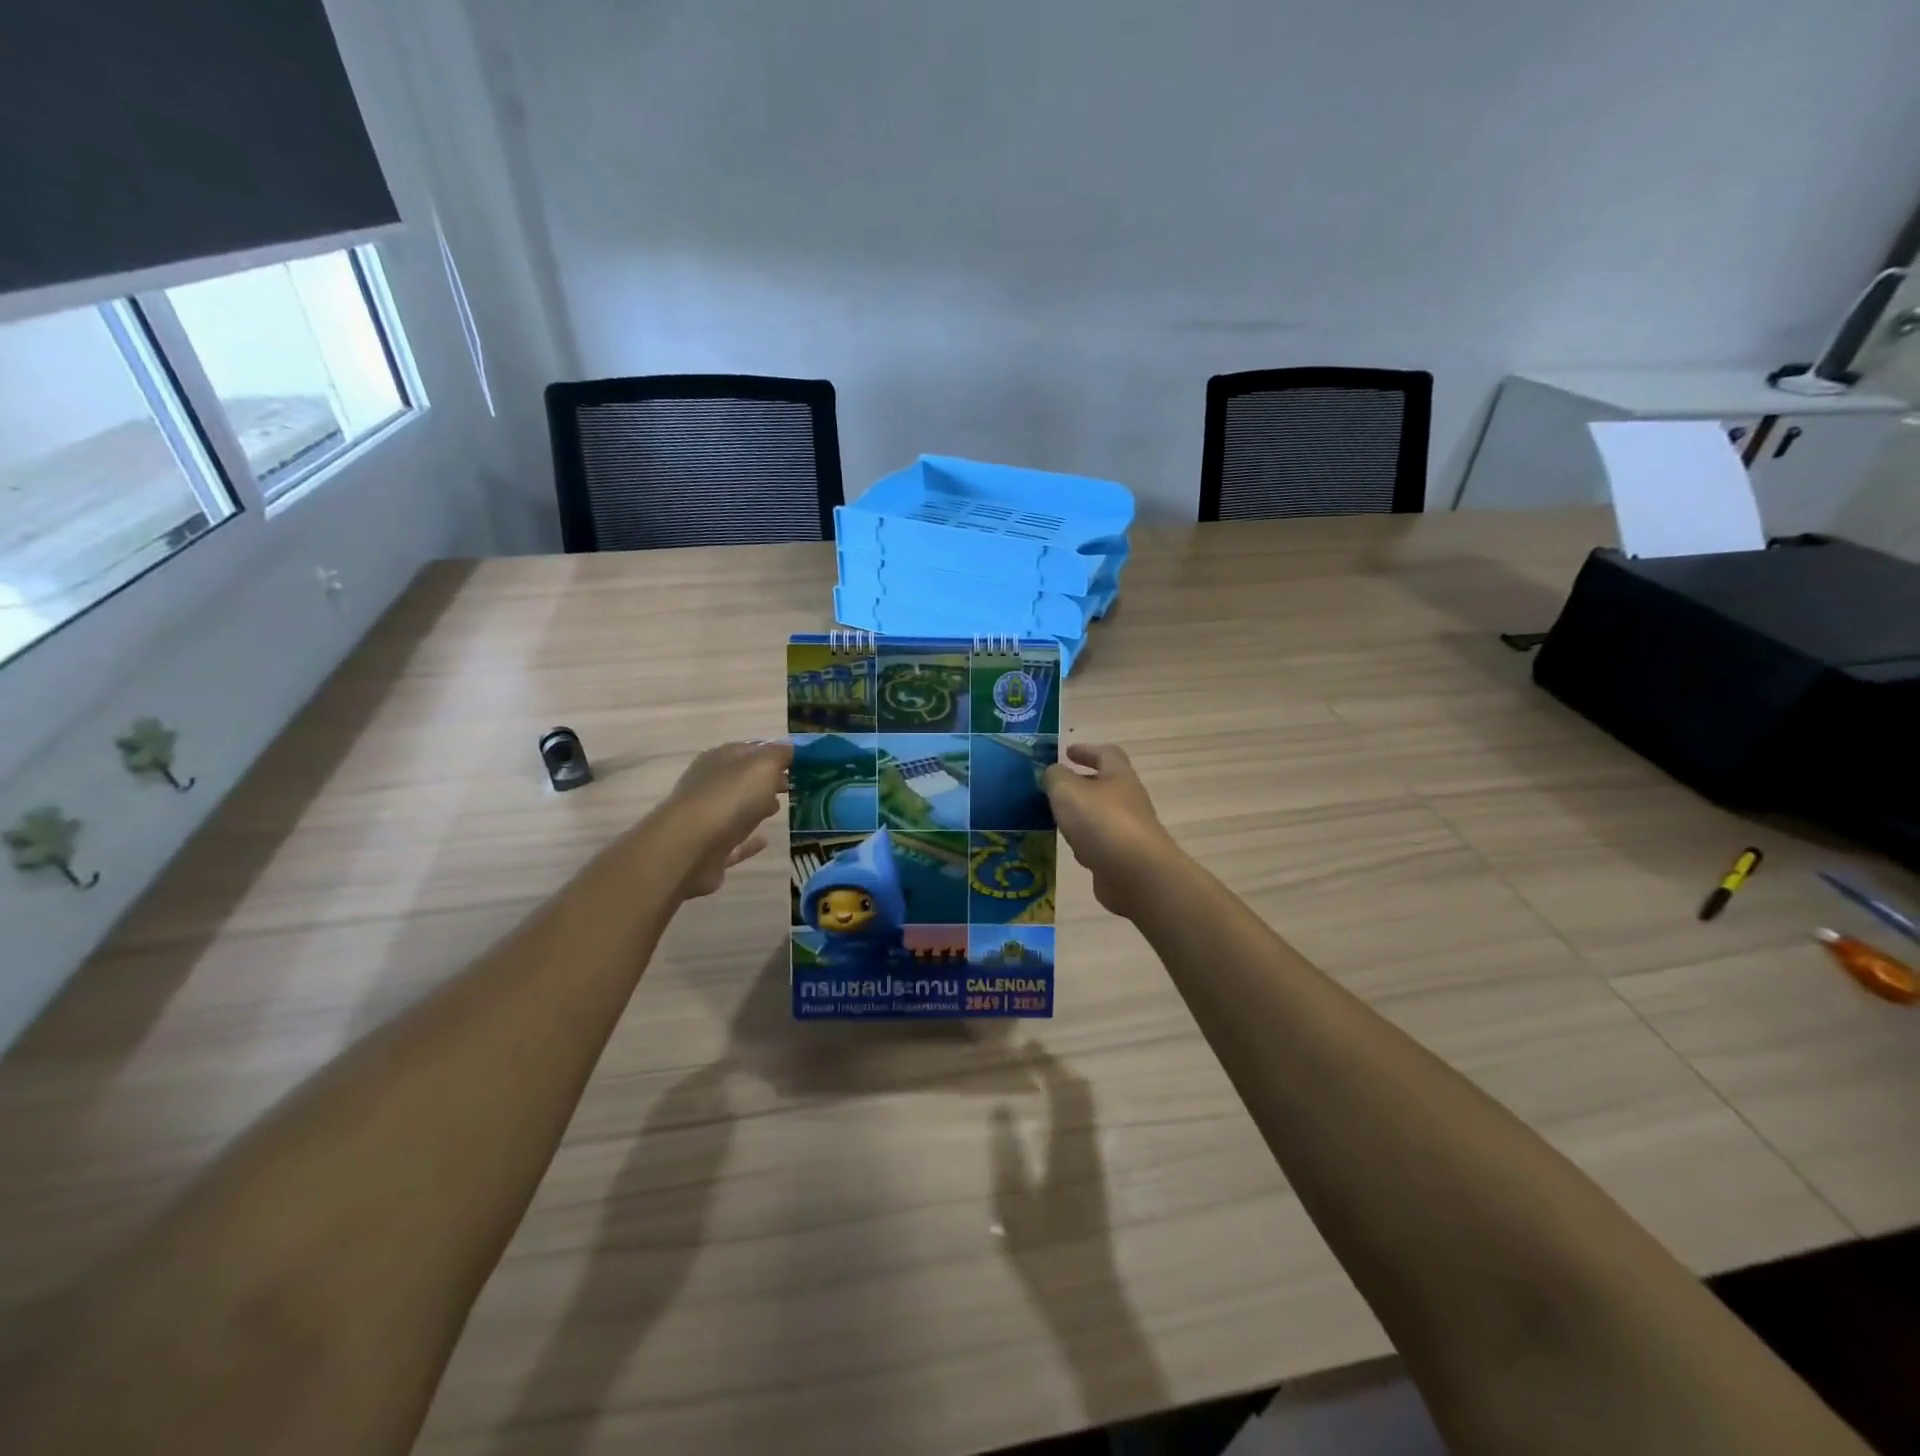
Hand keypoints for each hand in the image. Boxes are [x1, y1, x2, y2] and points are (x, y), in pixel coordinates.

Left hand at [657, 740, 791, 898]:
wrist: (690, 848)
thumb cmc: (730, 798)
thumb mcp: (763, 766)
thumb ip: (780, 755)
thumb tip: (791, 748)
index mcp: (720, 759)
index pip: (751, 749)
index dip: (775, 753)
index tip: (801, 762)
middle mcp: (710, 785)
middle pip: (744, 779)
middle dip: (768, 780)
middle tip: (795, 785)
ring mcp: (707, 818)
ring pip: (737, 808)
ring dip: (757, 807)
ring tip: (783, 808)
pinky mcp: (710, 850)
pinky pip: (734, 842)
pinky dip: (749, 841)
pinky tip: (766, 840)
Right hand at [1042, 743, 1182, 917]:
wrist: (1137, 876)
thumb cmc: (1101, 822)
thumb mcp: (1067, 790)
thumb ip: (1055, 777)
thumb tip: (1053, 772)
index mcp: (1118, 776)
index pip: (1106, 753)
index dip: (1086, 750)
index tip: (1066, 752)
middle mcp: (1128, 801)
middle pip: (1104, 786)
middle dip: (1080, 784)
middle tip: (1054, 787)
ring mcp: (1128, 831)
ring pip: (1100, 817)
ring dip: (1080, 815)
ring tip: (1055, 818)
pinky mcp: (1124, 859)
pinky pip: (1100, 845)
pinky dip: (1085, 843)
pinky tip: (1071, 851)